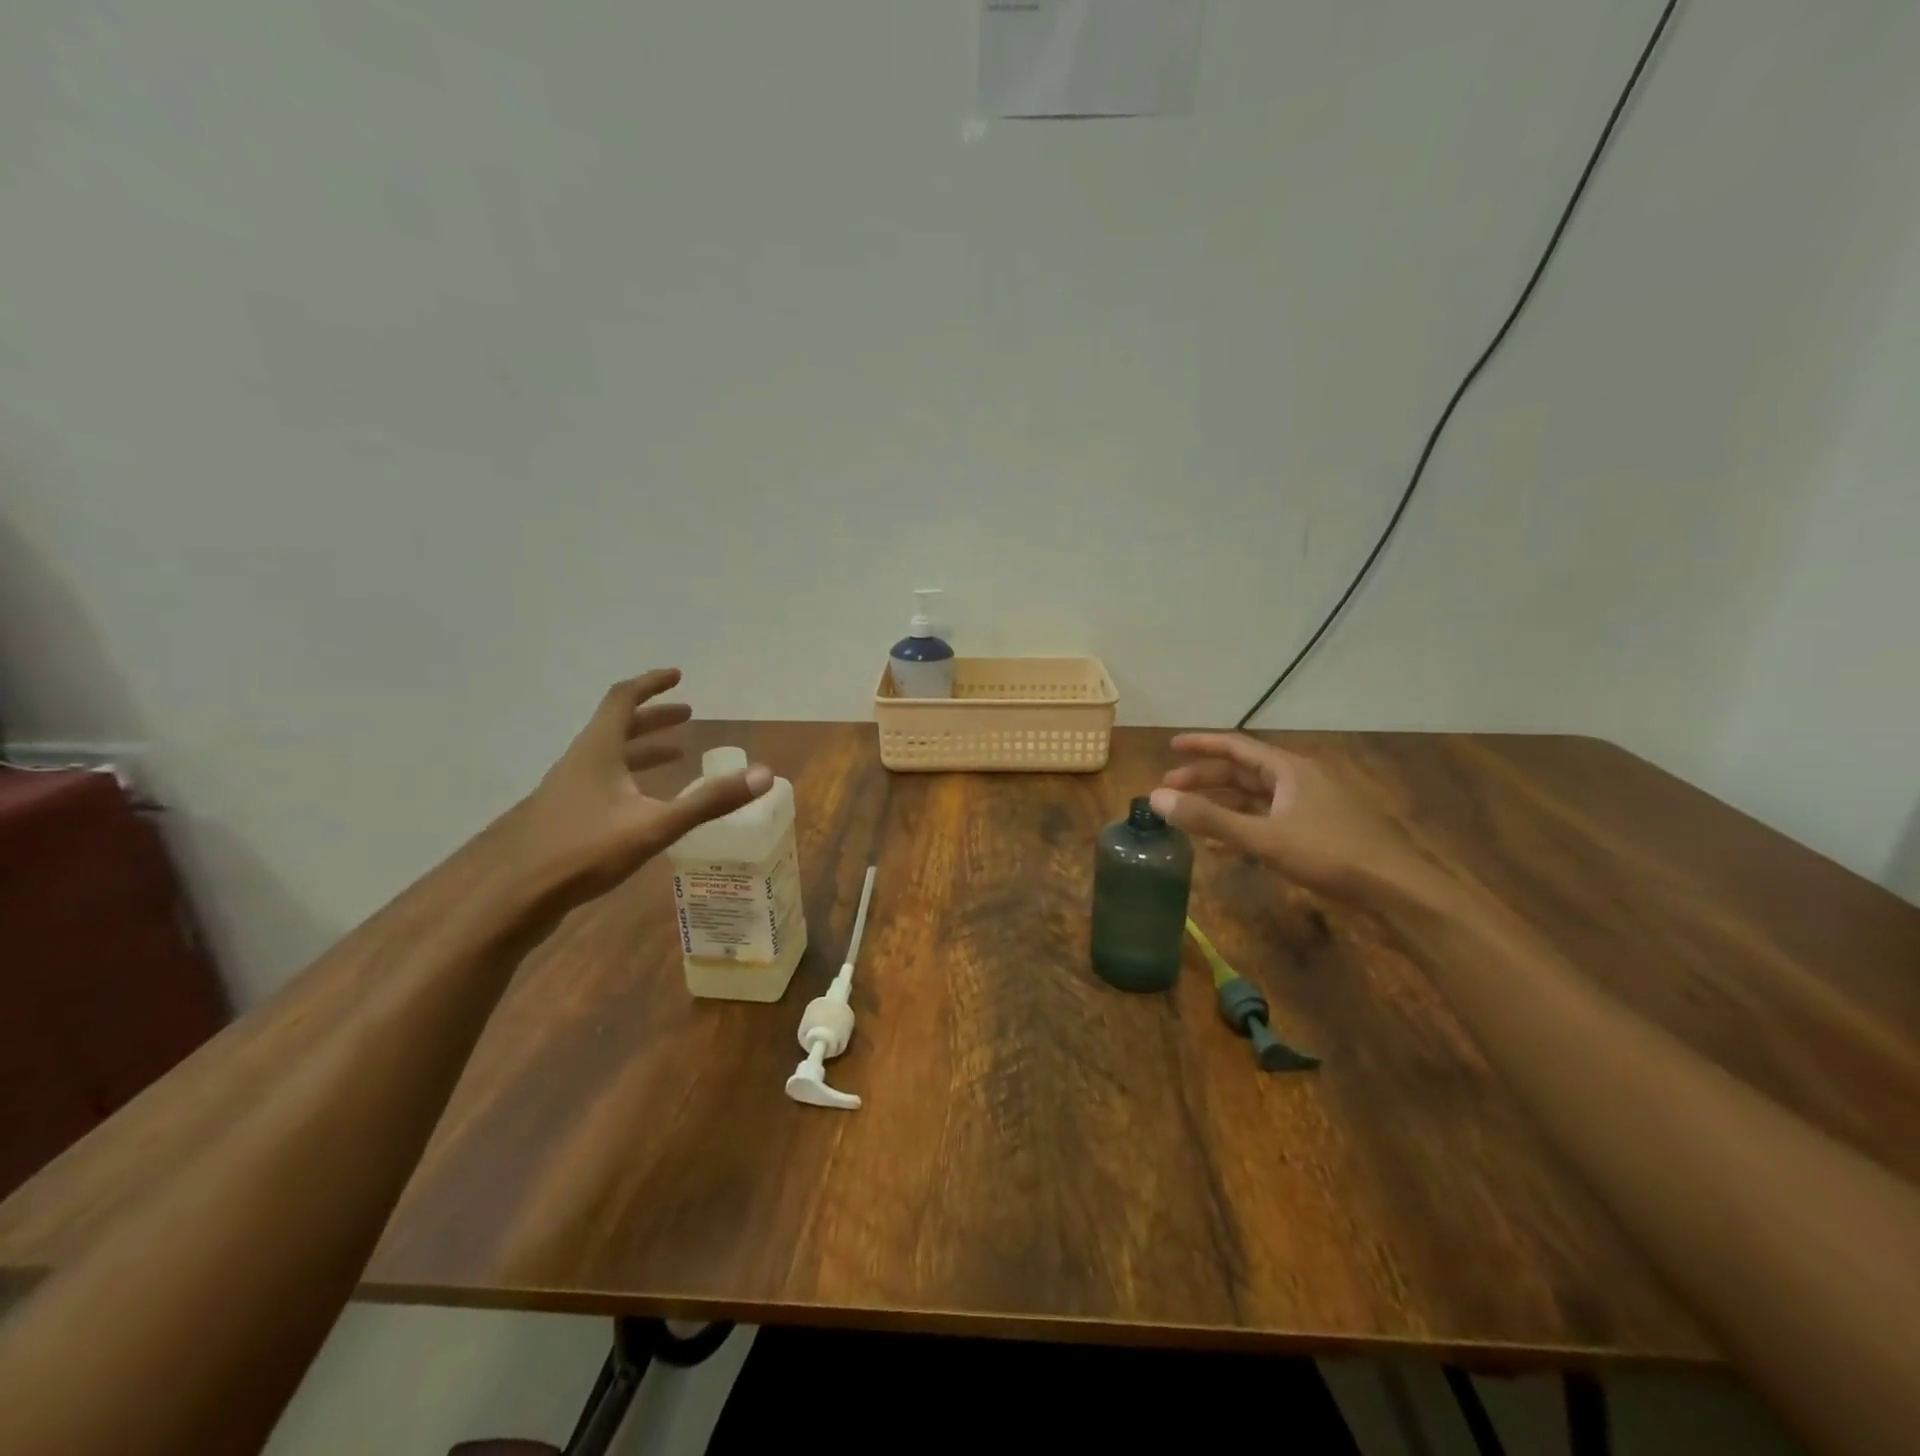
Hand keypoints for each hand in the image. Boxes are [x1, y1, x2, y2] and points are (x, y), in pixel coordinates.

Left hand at [511, 669, 771, 901]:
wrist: (518, 898)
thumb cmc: (585, 852)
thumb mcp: (656, 826)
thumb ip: (709, 801)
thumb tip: (764, 774)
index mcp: (597, 750)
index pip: (622, 699)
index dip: (650, 684)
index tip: (677, 676)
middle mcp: (580, 761)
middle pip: (618, 725)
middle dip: (655, 717)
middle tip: (688, 715)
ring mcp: (568, 788)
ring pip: (610, 755)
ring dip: (644, 747)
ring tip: (678, 754)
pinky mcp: (565, 814)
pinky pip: (604, 779)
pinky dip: (631, 776)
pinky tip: (646, 801)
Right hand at [1150, 733, 1428, 900]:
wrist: (1397, 891)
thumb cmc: (1330, 854)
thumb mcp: (1264, 838)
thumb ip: (1209, 819)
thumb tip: (1156, 798)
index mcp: (1289, 769)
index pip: (1235, 746)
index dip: (1201, 744)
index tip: (1170, 745)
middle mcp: (1299, 780)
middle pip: (1243, 773)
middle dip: (1205, 779)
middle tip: (1170, 789)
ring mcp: (1310, 806)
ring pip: (1255, 799)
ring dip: (1221, 805)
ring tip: (1189, 816)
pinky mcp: (1318, 832)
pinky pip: (1269, 821)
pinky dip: (1242, 827)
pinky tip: (1223, 846)